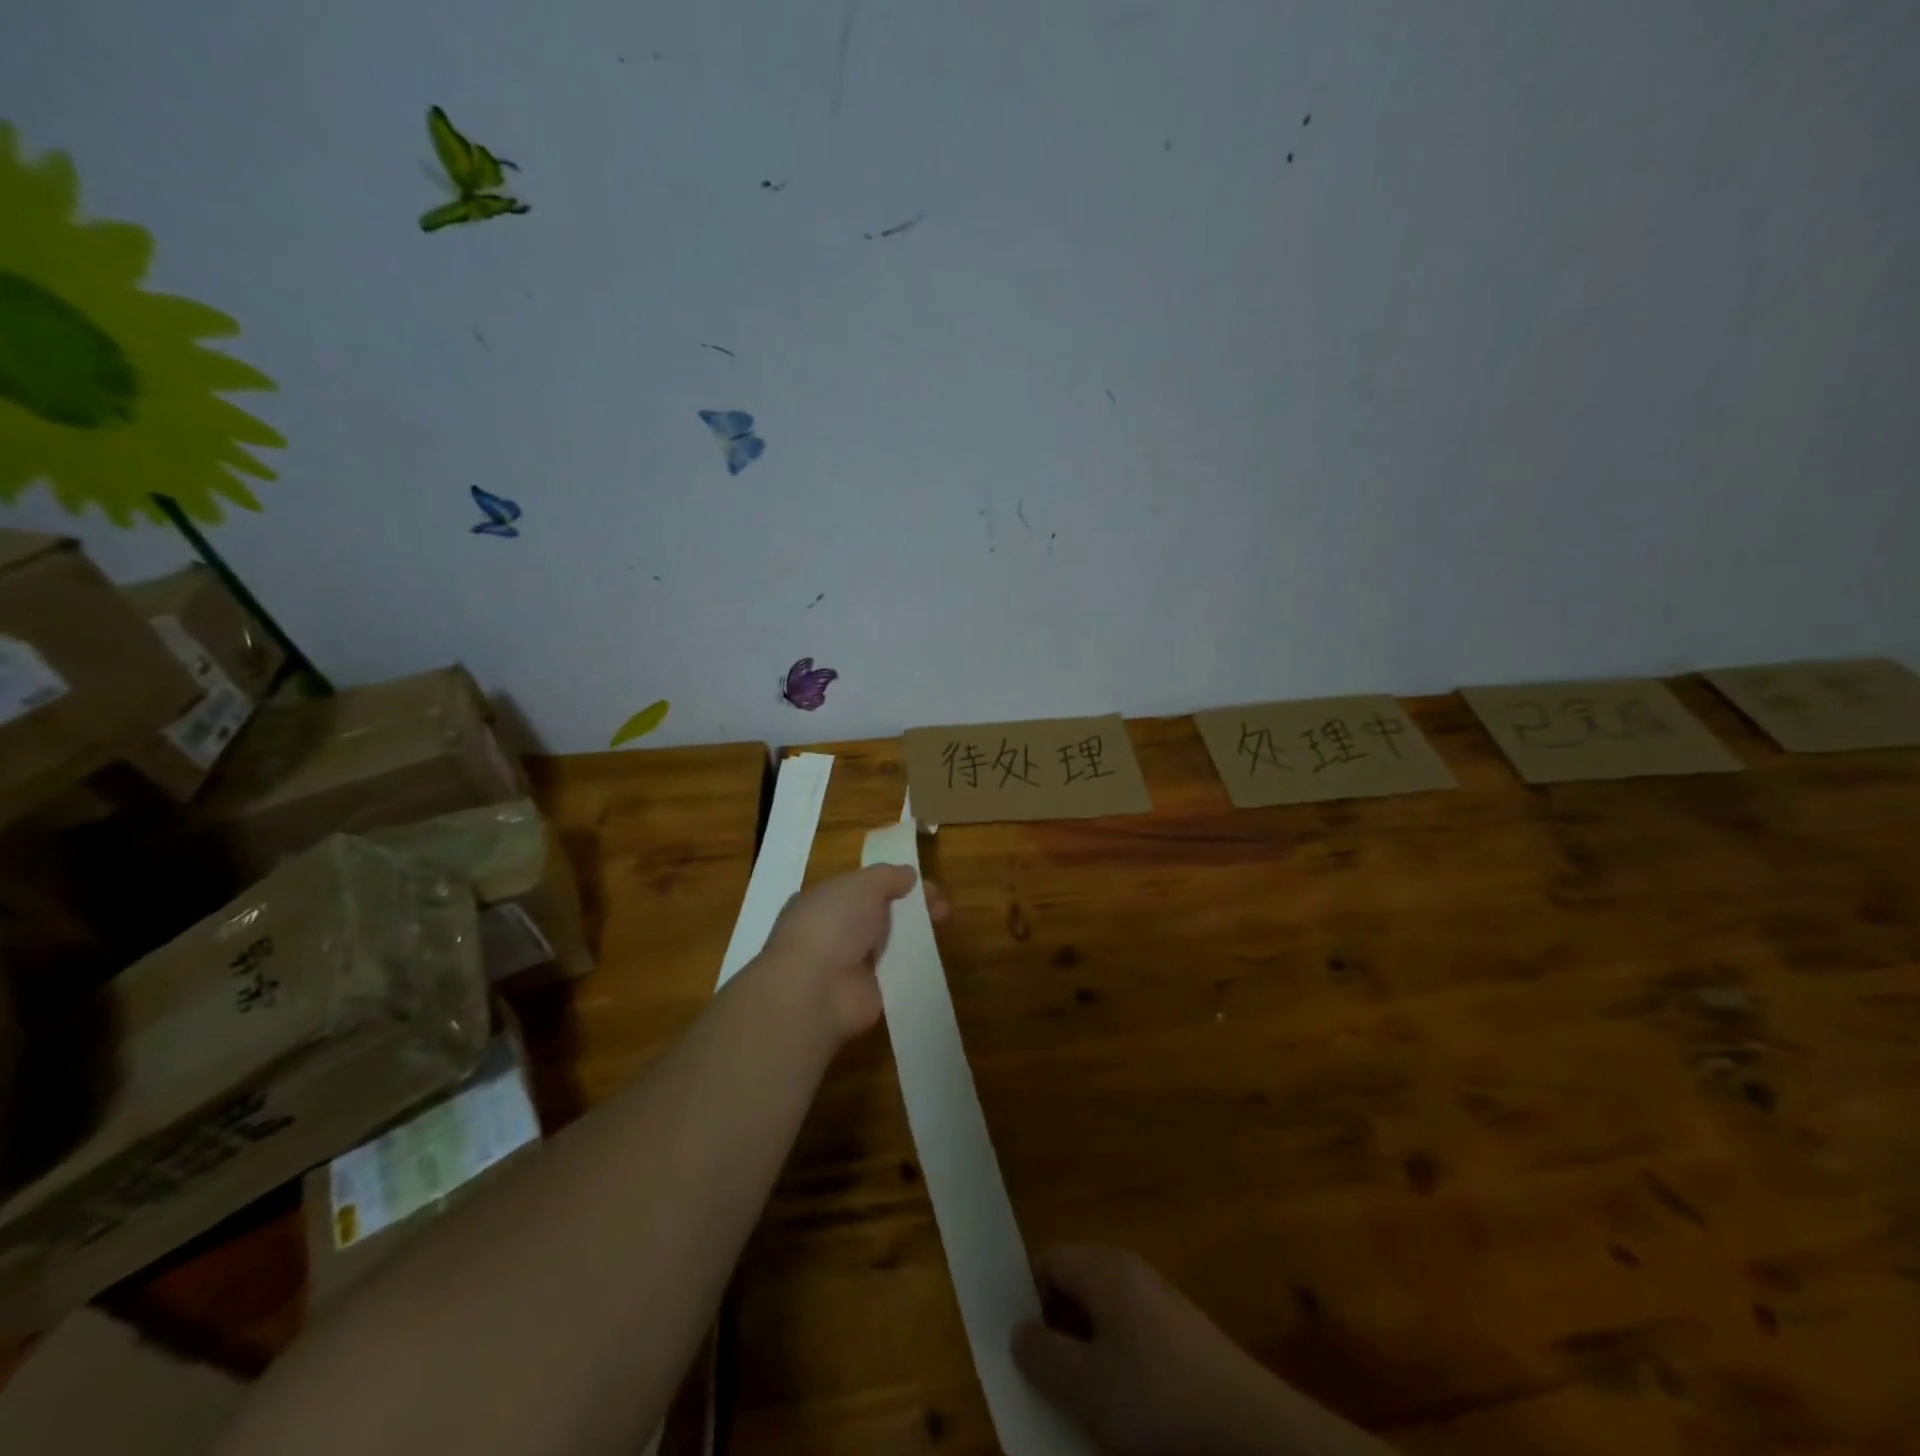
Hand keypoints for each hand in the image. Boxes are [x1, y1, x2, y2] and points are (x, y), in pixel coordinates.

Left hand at [757, 866, 947, 1042]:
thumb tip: (908, 875)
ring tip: (943, 926)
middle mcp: (833, 931)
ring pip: (890, 942)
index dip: (892, 882)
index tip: (919, 883)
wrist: (816, 988)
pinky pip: (896, 973)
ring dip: (915, 935)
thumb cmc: (833, 924)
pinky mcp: (867, 992)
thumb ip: (888, 875)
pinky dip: (914, 965)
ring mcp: (850, 964)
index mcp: (823, 900)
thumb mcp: (863, 884)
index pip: (861, 888)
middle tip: (940, 907)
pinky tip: (935, 956)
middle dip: (910, 908)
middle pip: (879, 914)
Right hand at [1014, 1246, 1389, 1455]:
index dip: (1024, 1298)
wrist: (1254, 1435)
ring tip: (1076, 1408)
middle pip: (1074, 1289)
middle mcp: (1130, 1274)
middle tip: (1040, 1383)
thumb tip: (1019, 1330)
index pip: (1047, 1260)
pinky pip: (1131, 1345)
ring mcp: (1160, 1306)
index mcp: (1104, 1268)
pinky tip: (1120, 1417)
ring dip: (1083, 1358)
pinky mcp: (1183, 1342)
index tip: (1016, 1348)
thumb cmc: (1159, 1400)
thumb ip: (1043, 1355)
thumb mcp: (1088, 1387)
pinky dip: (1115, 1373)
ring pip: (1102, 1322)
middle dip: (1053, 1333)